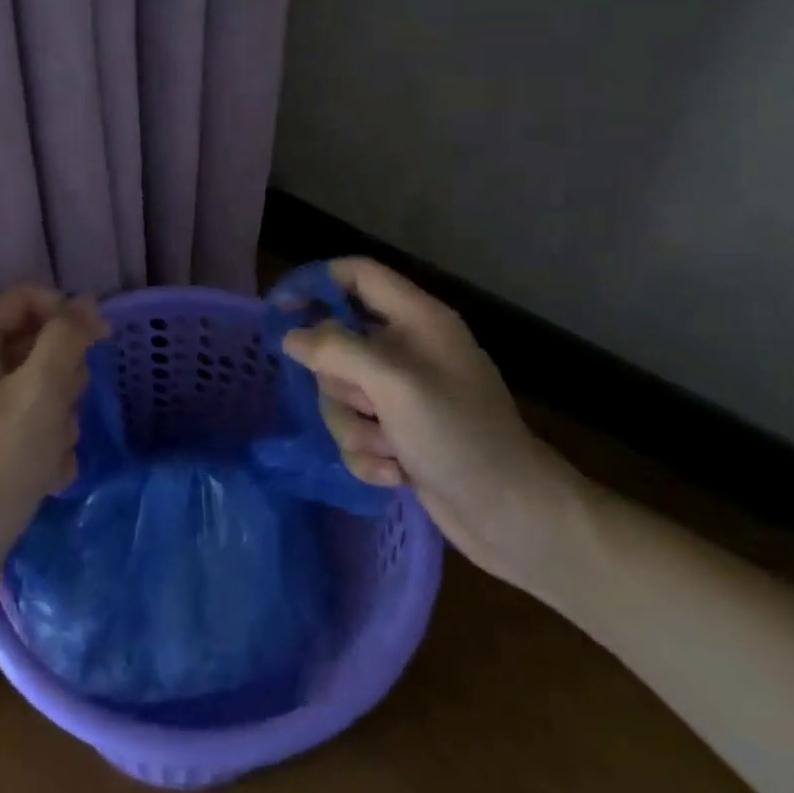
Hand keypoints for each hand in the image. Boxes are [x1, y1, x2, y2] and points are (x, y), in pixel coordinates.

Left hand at [0, 287, 108, 575]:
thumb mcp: (40, 392)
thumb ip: (67, 339)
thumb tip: (87, 304)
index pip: (27, 300)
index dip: (67, 314)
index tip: (101, 343)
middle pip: (35, 347)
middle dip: (62, 381)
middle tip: (62, 410)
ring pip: (38, 391)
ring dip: (57, 421)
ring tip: (51, 454)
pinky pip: (26, 428)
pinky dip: (43, 448)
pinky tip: (48, 478)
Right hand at [285, 258, 583, 585]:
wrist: (513, 517)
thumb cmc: (460, 436)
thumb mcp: (394, 384)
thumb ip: (337, 350)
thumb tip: (291, 337)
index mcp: (417, 319)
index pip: (357, 274)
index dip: (316, 283)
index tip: (280, 311)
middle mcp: (407, 349)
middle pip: (338, 343)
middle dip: (340, 384)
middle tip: (368, 405)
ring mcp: (402, 394)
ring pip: (341, 393)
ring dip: (355, 427)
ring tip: (390, 450)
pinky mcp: (399, 433)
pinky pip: (355, 429)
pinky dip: (368, 454)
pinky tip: (396, 472)